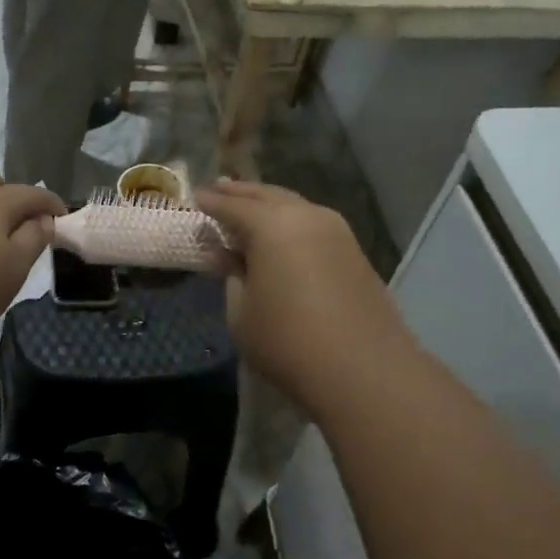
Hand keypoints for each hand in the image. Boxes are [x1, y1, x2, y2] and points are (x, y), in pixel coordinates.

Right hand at [195, 181, 413, 410]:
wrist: (363, 369)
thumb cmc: (288, 342)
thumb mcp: (242, 313)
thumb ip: (231, 276)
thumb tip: (226, 255)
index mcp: (272, 226)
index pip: (233, 206)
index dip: (212, 202)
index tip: (196, 198)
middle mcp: (306, 216)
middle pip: (267, 195)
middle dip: (241, 193)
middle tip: (220, 190)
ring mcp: (337, 231)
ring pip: (295, 207)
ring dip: (269, 205)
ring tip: (250, 210)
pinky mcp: (355, 252)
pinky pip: (314, 224)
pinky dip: (292, 222)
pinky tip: (283, 236)